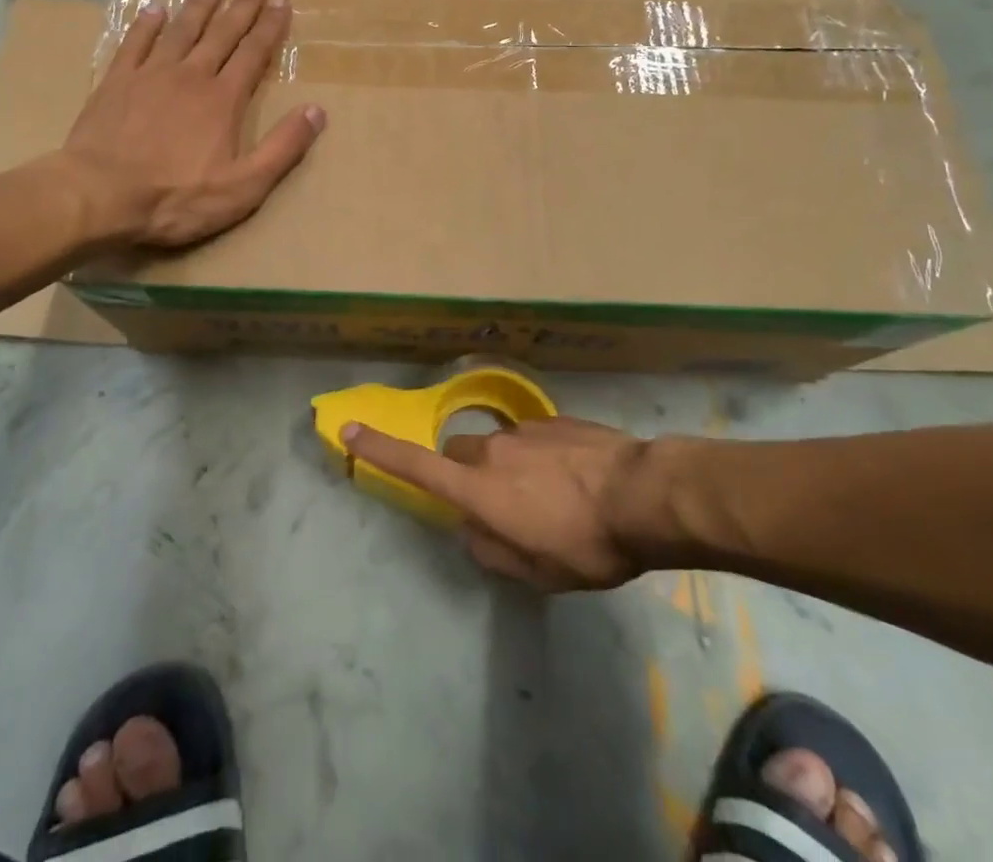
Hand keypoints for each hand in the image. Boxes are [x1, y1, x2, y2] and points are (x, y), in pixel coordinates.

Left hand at [62, 0, 325, 247]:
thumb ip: (282, 148)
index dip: (270, 27)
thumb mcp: (244, 186)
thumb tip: (316, 111)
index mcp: (223, 99)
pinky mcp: (116, 82)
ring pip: (180, 30)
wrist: (100, 195)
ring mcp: (150, 75)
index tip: (282, 2)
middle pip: (221, 33)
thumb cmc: (176, 197)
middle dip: (243, 5)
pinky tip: (154, 9)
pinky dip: (146, 24)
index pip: (253, 54)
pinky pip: (135, 42)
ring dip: (199, 6)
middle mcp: (190, 76)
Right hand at [343, 416, 662, 591]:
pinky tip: (573, 478)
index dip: (378, 449)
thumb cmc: (587, 542)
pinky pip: (530, 438)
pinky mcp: (552, 420)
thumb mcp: (538, 572)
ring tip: (549, 496)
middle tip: (499, 506)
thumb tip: (470, 531)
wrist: (644, 493)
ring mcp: (523, 430)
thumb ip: (492, 552)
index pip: (416, 466)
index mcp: (479, 489)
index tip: (348, 429)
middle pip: (457, 453)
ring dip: (507, 467)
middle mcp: (492, 451)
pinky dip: (538, 456)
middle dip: (464, 474)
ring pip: (496, 446)